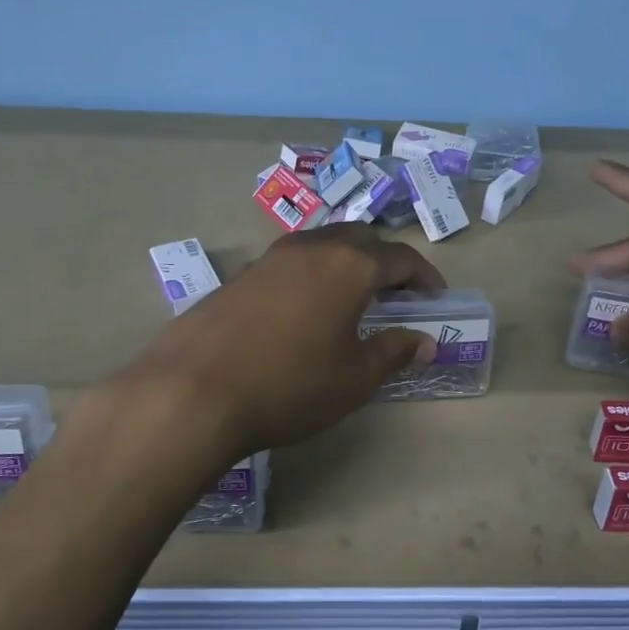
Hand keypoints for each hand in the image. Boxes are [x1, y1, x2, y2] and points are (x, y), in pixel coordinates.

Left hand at [124, 224, 445, 453]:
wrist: (193, 391)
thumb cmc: (290, 385)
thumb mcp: (354, 378)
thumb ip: (394, 353)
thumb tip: (424, 343)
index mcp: (350, 266)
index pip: (400, 258)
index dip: (424, 276)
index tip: (435, 296)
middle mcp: (312, 248)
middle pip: (360, 239)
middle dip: (384, 260)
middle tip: (395, 292)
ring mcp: (271, 258)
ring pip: (322, 245)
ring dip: (346, 263)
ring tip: (351, 298)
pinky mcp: (240, 275)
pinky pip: (291, 262)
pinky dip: (312, 275)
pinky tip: (304, 309)